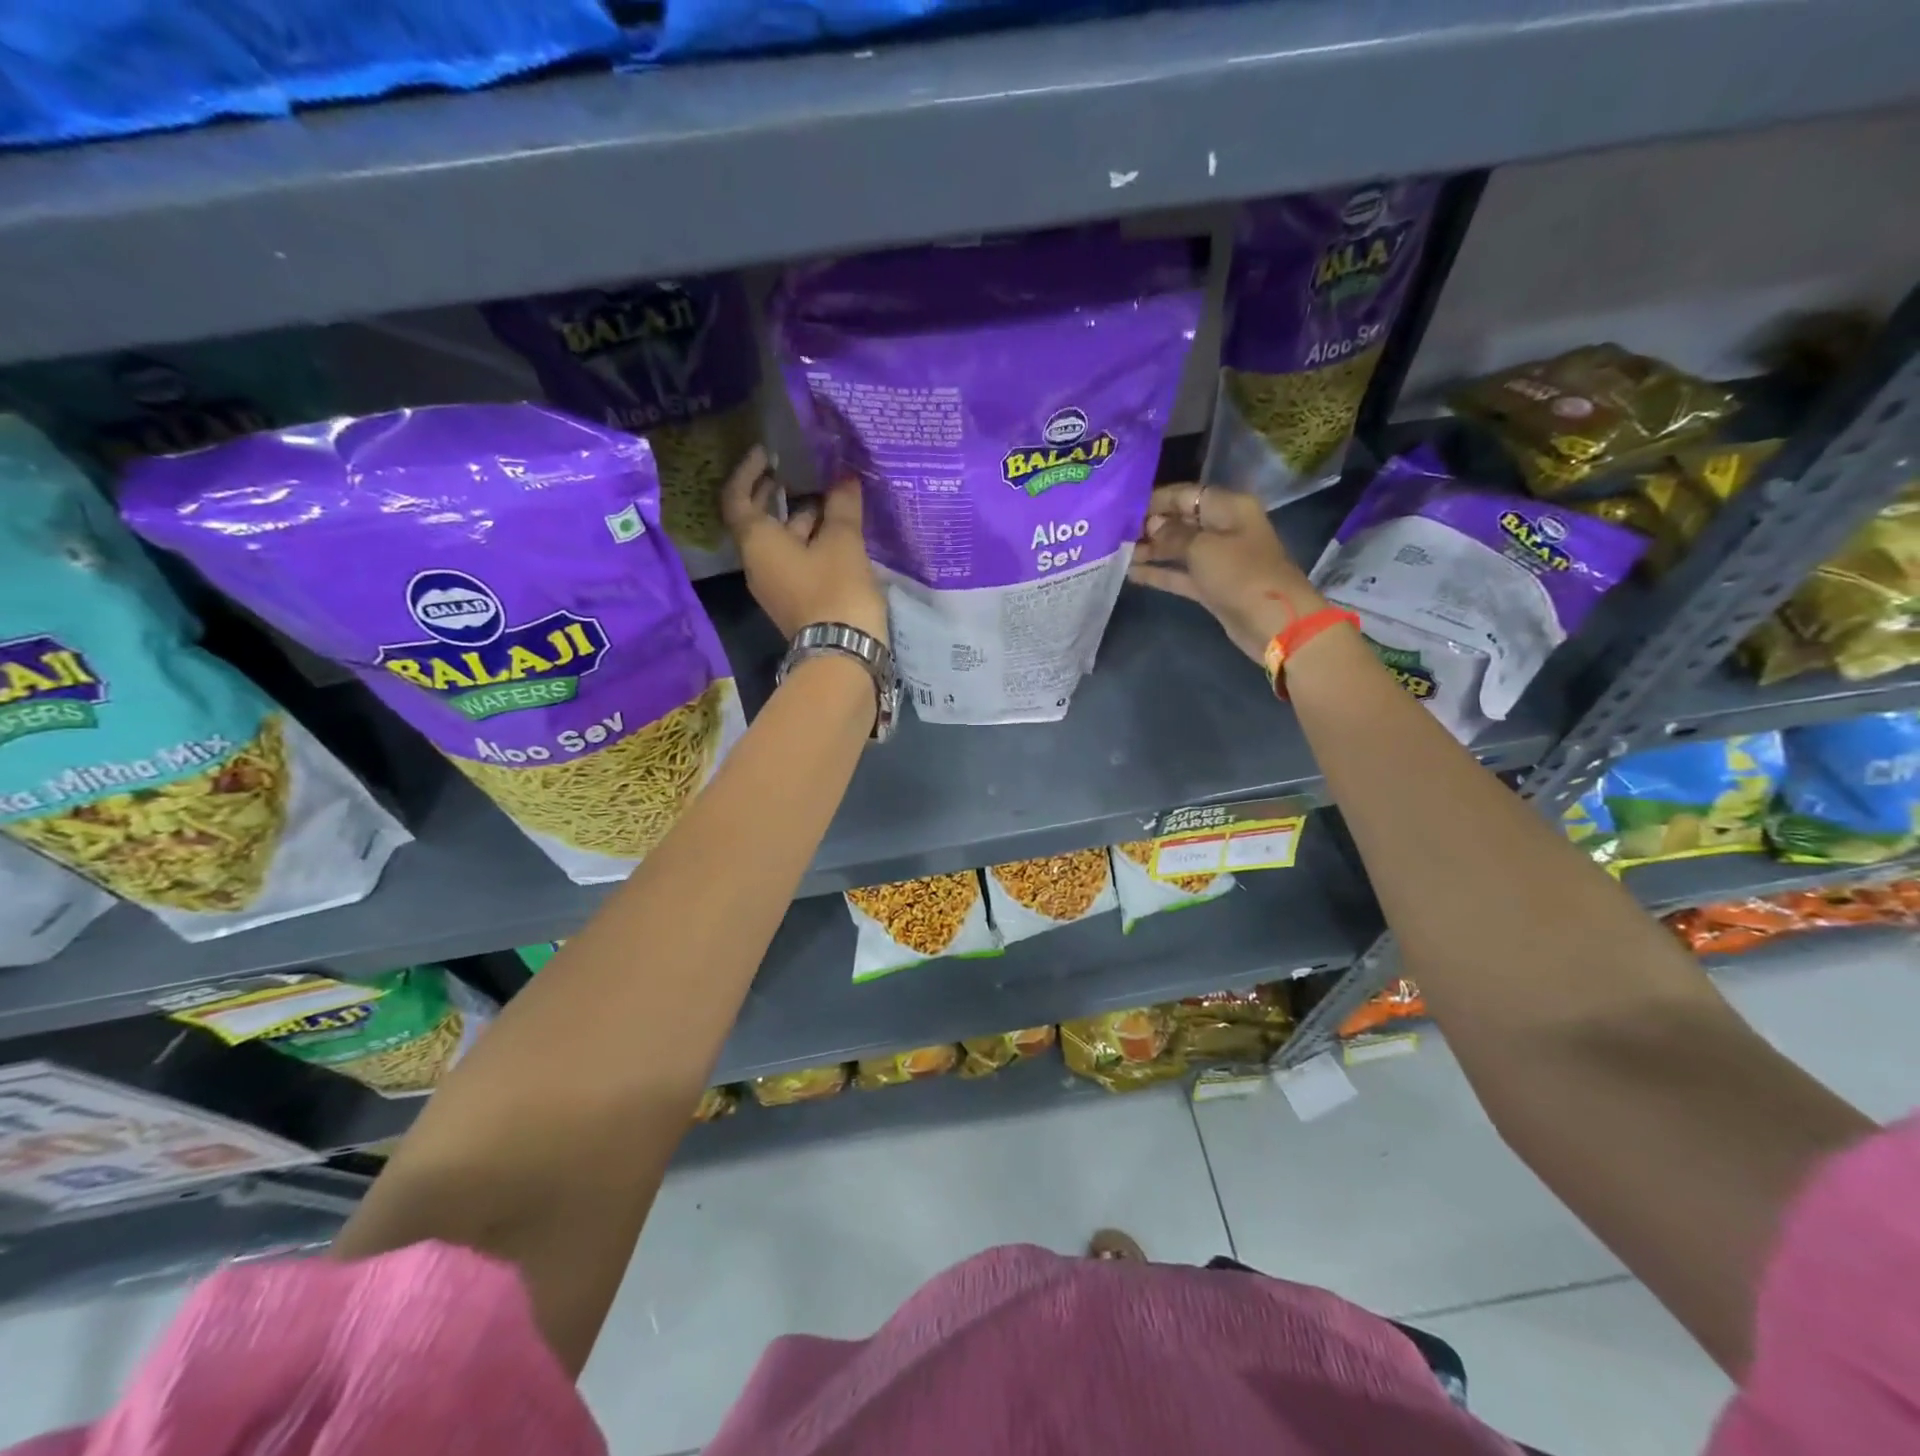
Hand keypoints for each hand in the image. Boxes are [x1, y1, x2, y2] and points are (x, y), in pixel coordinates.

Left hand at [722, 447, 888, 643]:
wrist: (842, 653)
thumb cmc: (835, 589)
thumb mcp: (843, 542)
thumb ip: (842, 506)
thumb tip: (844, 478)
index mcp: (758, 544)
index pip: (738, 500)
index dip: (748, 472)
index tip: (766, 453)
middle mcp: (758, 564)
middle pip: (758, 522)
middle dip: (773, 494)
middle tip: (793, 471)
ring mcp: (775, 586)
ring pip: (780, 543)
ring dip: (799, 519)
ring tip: (827, 500)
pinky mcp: (794, 601)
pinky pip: (794, 562)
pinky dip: (809, 542)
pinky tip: (835, 534)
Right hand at [1128, 484, 1326, 662]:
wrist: (1272, 622)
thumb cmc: (1240, 574)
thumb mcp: (1202, 548)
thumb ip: (1172, 535)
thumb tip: (1151, 527)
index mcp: (1228, 507)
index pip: (1186, 494)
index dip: (1156, 500)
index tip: (1124, 508)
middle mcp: (1223, 528)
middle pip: (1180, 520)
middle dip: (1149, 526)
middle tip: (1114, 533)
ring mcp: (1217, 559)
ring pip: (1178, 548)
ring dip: (1150, 550)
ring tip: (1117, 552)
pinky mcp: (1211, 586)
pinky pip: (1180, 573)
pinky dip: (1159, 572)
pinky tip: (1131, 573)